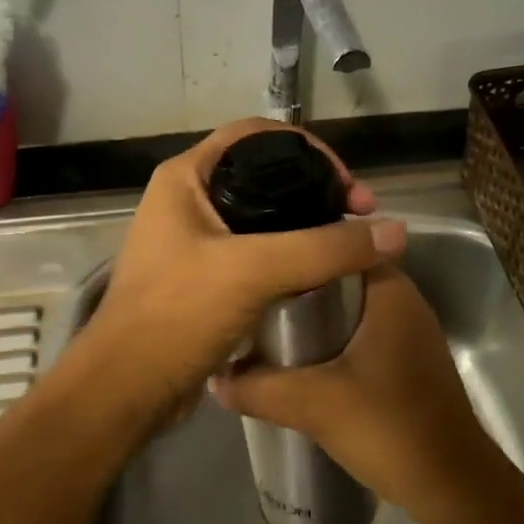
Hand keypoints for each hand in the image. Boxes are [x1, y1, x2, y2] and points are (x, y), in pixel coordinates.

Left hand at [84, 119, 405, 420]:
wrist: (128, 387)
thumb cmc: (178, 315)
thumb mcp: (253, 271)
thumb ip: (324, 248)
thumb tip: (396, 232)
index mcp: (186, 178)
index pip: (255, 136)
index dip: (308, 149)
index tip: (347, 184)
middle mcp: (187, 201)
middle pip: (263, 176)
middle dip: (315, 190)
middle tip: (359, 217)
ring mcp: (193, 242)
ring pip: (262, 218)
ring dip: (305, 226)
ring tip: (347, 245)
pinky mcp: (203, 278)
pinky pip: (255, 253)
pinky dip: (288, 257)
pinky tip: (317, 274)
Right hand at [210, 265, 499, 513]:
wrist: (451, 486)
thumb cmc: (389, 427)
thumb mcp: (314, 404)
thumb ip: (259, 388)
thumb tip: (214, 379)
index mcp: (390, 291)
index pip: (340, 242)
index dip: (298, 241)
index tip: (258, 252)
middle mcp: (402, 301)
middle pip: (339, 275)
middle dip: (295, 282)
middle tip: (249, 289)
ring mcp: (406, 333)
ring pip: (347, 307)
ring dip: (309, 313)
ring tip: (260, 320)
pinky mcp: (403, 361)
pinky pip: (357, 333)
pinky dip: (327, 337)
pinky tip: (294, 357)